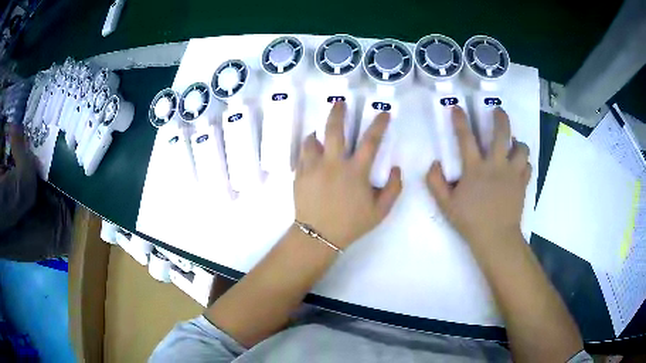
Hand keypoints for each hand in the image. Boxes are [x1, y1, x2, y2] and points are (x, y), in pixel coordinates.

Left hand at [294, 102, 401, 249]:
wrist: (318, 236)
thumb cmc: (351, 224)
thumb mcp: (380, 211)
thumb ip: (393, 189)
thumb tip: (396, 168)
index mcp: (356, 172)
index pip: (371, 141)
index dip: (379, 124)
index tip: (384, 113)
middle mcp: (334, 164)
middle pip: (334, 129)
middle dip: (338, 112)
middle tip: (339, 102)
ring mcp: (313, 167)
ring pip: (313, 139)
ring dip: (319, 132)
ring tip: (321, 132)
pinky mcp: (300, 174)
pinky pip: (303, 153)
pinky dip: (309, 147)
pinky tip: (312, 149)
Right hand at [426, 107, 530, 245]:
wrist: (496, 238)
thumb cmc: (470, 221)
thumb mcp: (446, 205)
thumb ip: (435, 183)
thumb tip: (434, 163)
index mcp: (475, 169)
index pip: (466, 138)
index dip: (460, 120)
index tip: (457, 107)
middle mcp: (496, 165)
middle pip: (502, 134)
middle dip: (500, 118)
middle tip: (498, 111)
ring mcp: (512, 173)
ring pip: (521, 148)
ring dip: (518, 143)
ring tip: (514, 144)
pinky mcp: (522, 183)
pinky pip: (528, 166)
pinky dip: (525, 163)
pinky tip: (521, 165)